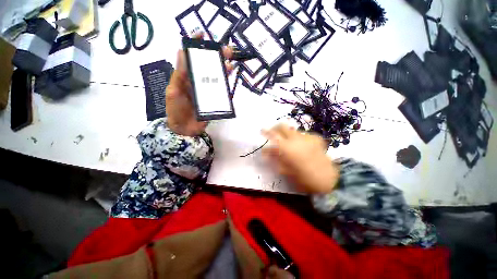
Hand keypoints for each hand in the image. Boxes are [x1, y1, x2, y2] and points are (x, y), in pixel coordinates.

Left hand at [166, 36, 233, 135]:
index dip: (196, 45)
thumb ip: (179, 74)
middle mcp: (197, 82)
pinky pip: (220, 91)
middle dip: (216, 57)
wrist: (184, 129)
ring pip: (215, 77)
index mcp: (185, 77)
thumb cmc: (175, 110)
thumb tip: (181, 51)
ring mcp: (206, 91)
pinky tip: (229, 79)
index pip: (191, 58)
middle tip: (226, 50)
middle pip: (207, 66)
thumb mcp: (174, 91)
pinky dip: (225, 84)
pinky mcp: (213, 100)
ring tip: (230, 62)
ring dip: (223, 69)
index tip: (203, 34)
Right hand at [262, 124, 339, 193]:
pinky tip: (301, 147)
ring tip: (289, 144)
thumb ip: (274, 158)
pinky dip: (298, 138)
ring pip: (292, 130)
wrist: (327, 179)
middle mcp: (296, 138)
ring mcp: (307, 137)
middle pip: (282, 126)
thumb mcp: (285, 169)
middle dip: (275, 128)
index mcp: (287, 147)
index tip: (262, 131)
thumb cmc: (303, 177)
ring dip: (287, 134)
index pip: (273, 135)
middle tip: (273, 134)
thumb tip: (264, 152)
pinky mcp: (316, 138)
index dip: (266, 132)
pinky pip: (303, 134)